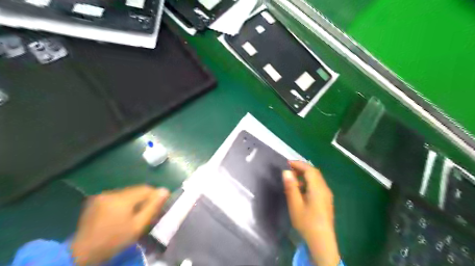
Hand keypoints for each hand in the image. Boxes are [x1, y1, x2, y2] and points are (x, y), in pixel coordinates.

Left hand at [69, 186, 167, 264]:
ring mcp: (102, 195)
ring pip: (127, 192)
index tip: (158, 206)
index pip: (146, 188)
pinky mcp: (96, 199)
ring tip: (133, 214)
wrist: (82, 253)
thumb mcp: (137, 226)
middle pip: (136, 189)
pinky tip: (121, 214)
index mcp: (122, 199)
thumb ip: (152, 207)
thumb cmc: (114, 241)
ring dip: (133, 200)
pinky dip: (123, 202)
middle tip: (146, 212)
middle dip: (144, 198)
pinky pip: (116, 196)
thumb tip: (165, 190)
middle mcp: (111, 192)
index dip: (155, 195)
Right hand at [283, 160, 338, 265]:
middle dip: (302, 169)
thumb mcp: (295, 204)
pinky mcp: (326, 201)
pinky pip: (317, 186)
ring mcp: (327, 195)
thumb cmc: (307, 222)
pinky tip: (301, 191)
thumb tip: (286, 172)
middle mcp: (325, 189)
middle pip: (314, 173)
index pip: (309, 170)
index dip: (298, 164)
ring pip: (316, 180)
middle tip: (289, 170)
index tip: (287, 163)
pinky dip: (308, 183)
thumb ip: (291, 187)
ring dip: (305, 176)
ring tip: (293, 180)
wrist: (322, 241)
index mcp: (318, 188)